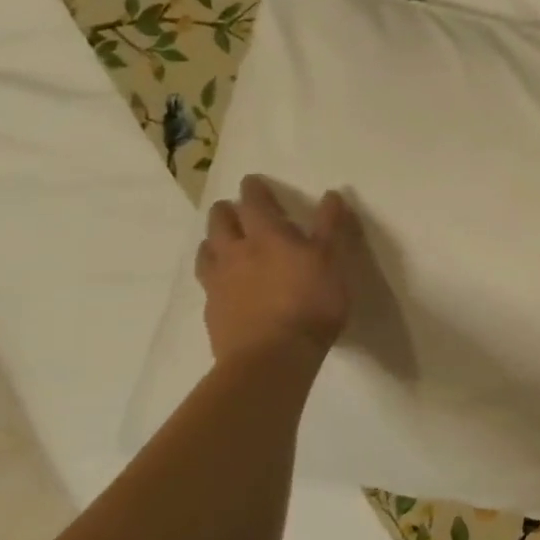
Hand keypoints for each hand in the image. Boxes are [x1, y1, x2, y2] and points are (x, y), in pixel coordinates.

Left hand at [197, 175, 356, 363]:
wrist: (272, 357)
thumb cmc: (310, 302)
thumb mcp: (332, 260)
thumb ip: (331, 226)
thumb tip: (331, 194)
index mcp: (267, 235)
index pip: (254, 202)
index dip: (254, 189)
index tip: (252, 181)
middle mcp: (236, 253)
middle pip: (221, 223)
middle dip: (226, 211)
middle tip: (233, 208)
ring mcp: (219, 284)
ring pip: (206, 251)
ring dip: (213, 240)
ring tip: (221, 242)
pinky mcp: (212, 312)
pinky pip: (206, 283)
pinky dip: (213, 274)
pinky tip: (222, 284)